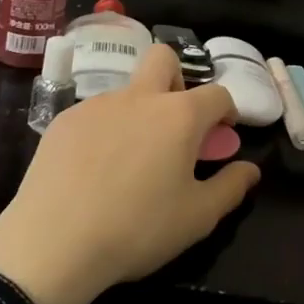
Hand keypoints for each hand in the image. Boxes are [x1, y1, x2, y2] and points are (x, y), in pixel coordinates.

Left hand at [0, 43, 259, 303]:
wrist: (52, 244)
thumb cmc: (137, 229)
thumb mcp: (198, 218)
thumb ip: (231, 187)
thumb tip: (251, 169)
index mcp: (179, 116)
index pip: (217, 94)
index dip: (226, 112)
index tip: (222, 135)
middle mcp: (140, 97)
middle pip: (164, 59)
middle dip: (178, 79)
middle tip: (176, 123)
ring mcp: (98, 104)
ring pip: (128, 90)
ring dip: (140, 111)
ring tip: (130, 159)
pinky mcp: (64, 120)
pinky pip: (95, 113)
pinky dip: (106, 130)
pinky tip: (94, 169)